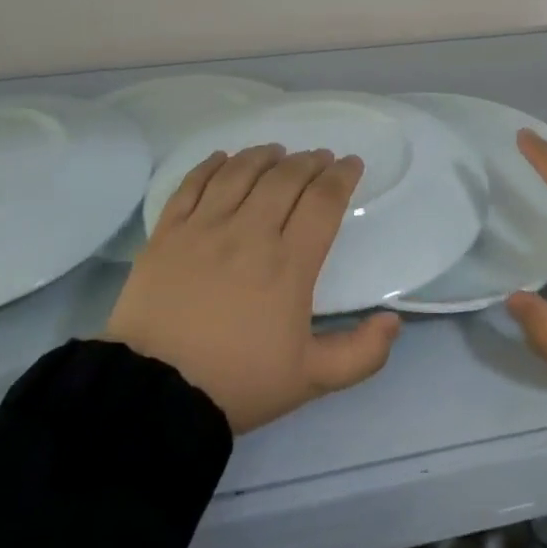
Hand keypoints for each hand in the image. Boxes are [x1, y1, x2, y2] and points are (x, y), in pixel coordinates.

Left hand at [103, 146, 400, 433]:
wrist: (153, 395)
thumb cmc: (237, 383)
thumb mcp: (310, 380)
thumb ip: (361, 353)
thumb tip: (394, 320)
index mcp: (289, 264)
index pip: (323, 201)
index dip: (341, 176)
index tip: (351, 164)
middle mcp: (249, 233)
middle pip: (285, 178)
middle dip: (309, 161)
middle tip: (319, 158)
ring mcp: (204, 228)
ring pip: (240, 172)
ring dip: (265, 156)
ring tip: (277, 152)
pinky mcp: (167, 233)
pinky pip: (192, 184)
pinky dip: (212, 165)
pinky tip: (224, 158)